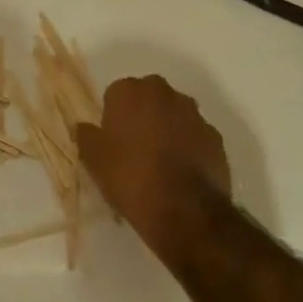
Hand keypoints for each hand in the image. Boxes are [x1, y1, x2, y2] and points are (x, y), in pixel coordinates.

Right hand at [75, 75, 231, 251]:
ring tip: (160, 162)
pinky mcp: (216, 137)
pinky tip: (181, 172)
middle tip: (134, 147)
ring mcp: (194, 114)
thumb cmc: (130, 177)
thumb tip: (87, 127)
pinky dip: (189, 146)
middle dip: (142, 115)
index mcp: (130, 91)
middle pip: (148, 98)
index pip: (116, 93)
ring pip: (175, 115)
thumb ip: (87, 135)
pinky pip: (195, 136)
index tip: (112, 139)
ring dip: (167, 129)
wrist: (184, 210)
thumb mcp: (93, 159)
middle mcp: (164, 93)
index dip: (113, 116)